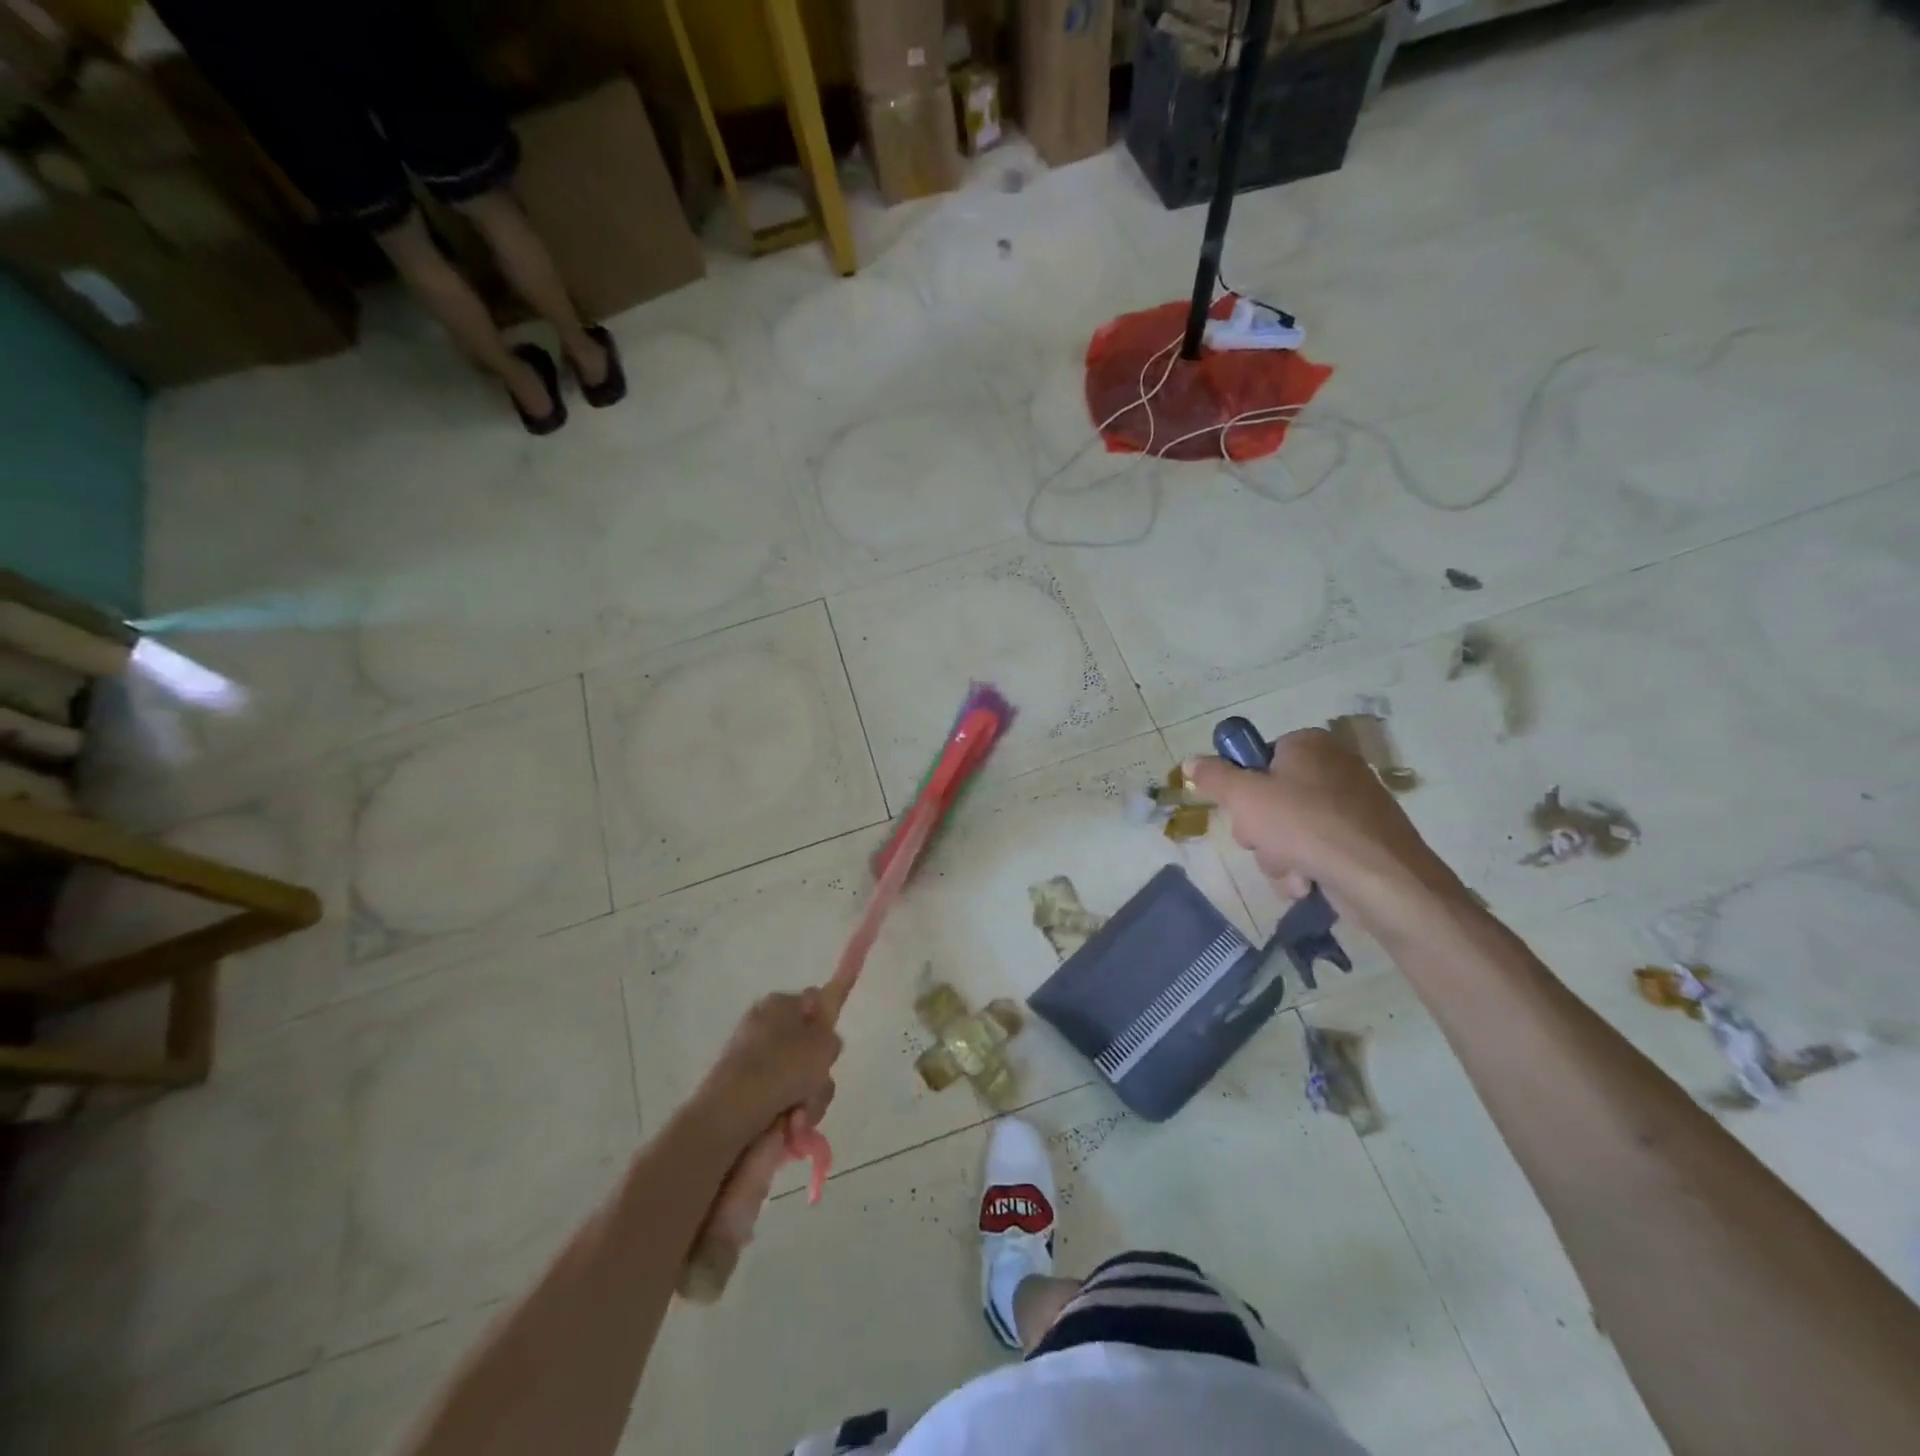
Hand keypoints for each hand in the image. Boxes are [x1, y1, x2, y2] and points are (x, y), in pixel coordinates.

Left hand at [695, 991, 841, 1147]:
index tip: (831, 1049)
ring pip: (795, 1076)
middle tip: (818, 1086)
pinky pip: (776, 1095)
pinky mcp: (740, 1086)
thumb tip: (823, 1039)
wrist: (733, 1109)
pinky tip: (786, 1125)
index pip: (815, 1002)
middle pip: (807, 1046)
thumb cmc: (785, 1067)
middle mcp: (763, 1024)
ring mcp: (750, 1056)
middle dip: (818, 1073)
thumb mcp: (825, 1045)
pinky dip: (786, 1111)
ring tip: (800, 1116)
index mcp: (781, 1003)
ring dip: (807, 1098)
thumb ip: (832, 1037)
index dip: (828, 1023)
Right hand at [1184, 728, 1460, 914]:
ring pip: (1287, 831)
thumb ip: (1213, 778)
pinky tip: (1308, 882)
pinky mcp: (1361, 840)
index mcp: (1308, 745)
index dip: (1243, 788)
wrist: (1381, 878)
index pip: (1258, 758)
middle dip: (1260, 831)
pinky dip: (1305, 868)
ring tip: (1292, 871)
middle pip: (1269, 798)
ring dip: (1277, 856)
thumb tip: (1189, 762)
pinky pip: (1314, 850)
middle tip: (1264, 842)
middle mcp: (1332, 767)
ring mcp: (1351, 805)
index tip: (1241, 809)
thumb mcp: (1245, 797)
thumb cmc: (1306, 826)